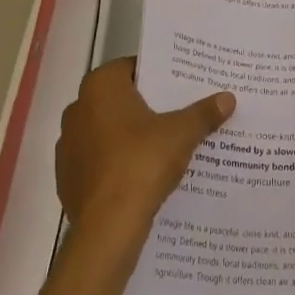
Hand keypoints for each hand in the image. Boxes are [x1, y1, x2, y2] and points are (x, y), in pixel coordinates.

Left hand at [57, 59, 233, 237]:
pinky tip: (140, 174)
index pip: (132, 67)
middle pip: (118, 98)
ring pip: (106, 130)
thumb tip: (228, 98)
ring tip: (161, 144)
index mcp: (100, 86)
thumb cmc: (142, 163)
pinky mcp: (66, 178)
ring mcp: (67, 145)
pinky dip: (115, 162)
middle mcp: (77, 108)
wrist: (108, 227)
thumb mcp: (182, 133)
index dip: (158, 74)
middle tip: (176, 111)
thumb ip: (203, 113)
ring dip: (128, 135)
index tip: (180, 84)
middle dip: (145, 105)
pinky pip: (97, 160)